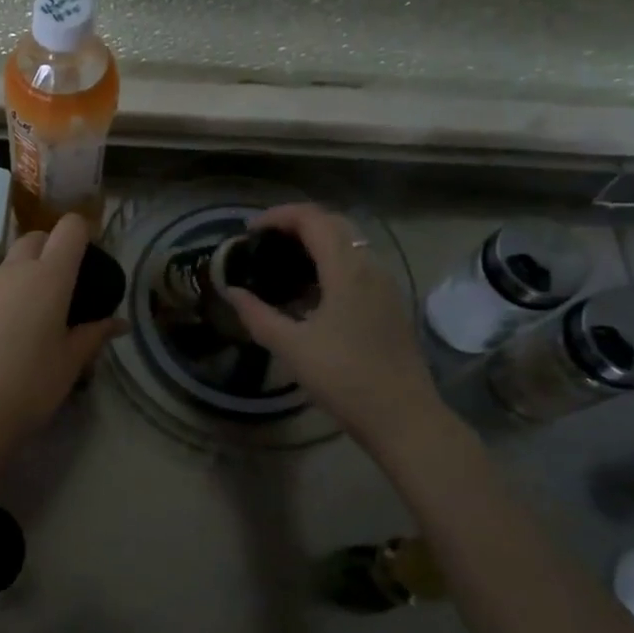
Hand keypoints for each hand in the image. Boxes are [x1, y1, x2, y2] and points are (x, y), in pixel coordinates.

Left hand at [0, 216, 126, 452]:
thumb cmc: (29, 387)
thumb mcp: (70, 364)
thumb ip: (94, 335)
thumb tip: (119, 323)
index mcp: (49, 278)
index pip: (70, 229)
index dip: (81, 234)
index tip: (86, 258)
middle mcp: (12, 272)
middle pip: (34, 239)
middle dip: (49, 251)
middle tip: (58, 289)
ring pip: (4, 268)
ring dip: (18, 281)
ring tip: (23, 322)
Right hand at [224, 204, 441, 446]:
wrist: (403, 417)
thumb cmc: (344, 378)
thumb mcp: (292, 348)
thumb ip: (257, 315)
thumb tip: (230, 292)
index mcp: (346, 270)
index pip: (312, 219)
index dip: (279, 215)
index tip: (250, 230)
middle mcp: (370, 267)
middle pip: (334, 223)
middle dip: (297, 222)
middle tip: (265, 240)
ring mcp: (385, 285)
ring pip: (350, 243)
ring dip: (316, 241)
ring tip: (283, 262)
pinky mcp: (390, 304)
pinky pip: (358, 265)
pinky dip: (331, 262)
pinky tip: (311, 291)